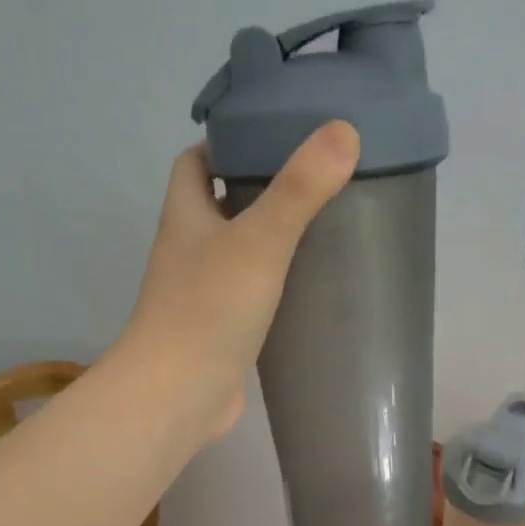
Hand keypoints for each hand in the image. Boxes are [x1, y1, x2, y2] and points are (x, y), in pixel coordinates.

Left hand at [119, 121, 359, 440]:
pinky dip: (277, 283)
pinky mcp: (223, 328)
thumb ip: (300, 189)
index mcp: (186, 215)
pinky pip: (251, 292)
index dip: (226, 142)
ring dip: (272, 237)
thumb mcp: (259, 239)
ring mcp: (204, 292)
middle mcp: (189, 248)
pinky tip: (313, 284)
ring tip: (325, 223)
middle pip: (220, 202)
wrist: (178, 395)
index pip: (194, 161)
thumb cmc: (209, 309)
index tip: (274, 136)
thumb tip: (345, 130)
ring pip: (239, 250)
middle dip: (260, 187)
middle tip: (315, 178)